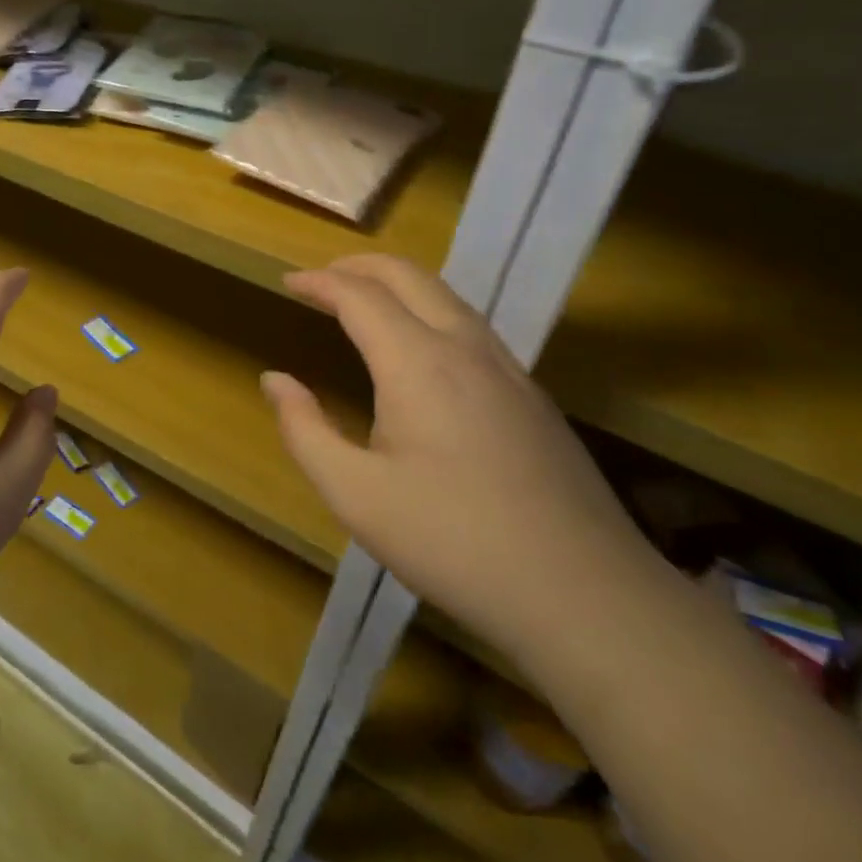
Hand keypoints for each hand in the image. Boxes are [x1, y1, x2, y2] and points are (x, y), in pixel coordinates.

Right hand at [263, 254, 661, 660]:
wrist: (586, 595)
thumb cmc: (453, 541)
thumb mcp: (355, 495)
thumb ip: (304, 430)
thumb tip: (275, 380)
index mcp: (417, 362)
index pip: (358, 295)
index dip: (318, 283)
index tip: (287, 283)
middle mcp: (464, 348)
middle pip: (408, 276)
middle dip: (358, 266)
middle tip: (321, 279)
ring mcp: (508, 369)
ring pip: (447, 295)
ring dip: (397, 284)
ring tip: (363, 302)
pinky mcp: (533, 396)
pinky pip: (471, 326)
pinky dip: (429, 310)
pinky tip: (421, 349)